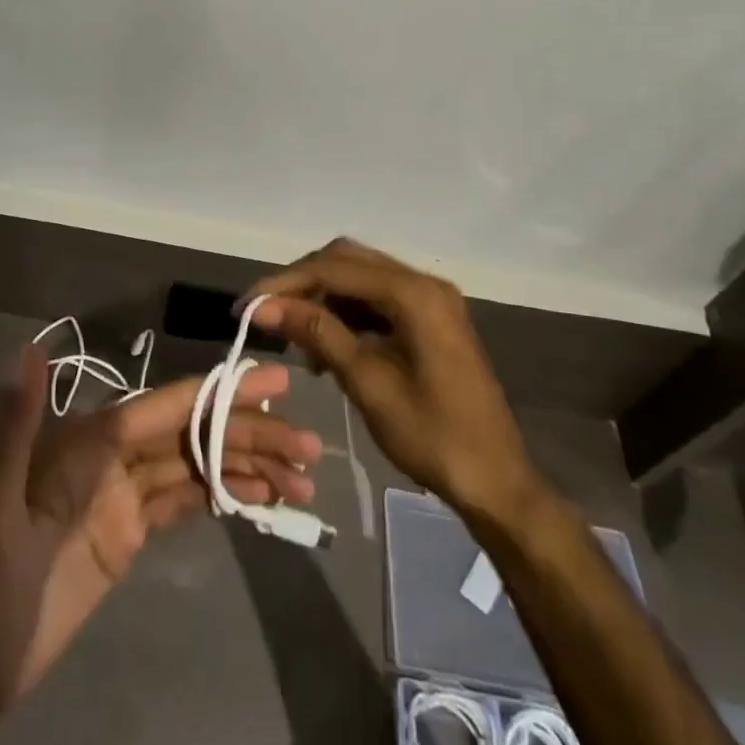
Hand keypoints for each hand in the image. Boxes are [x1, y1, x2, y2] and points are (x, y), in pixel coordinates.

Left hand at [0, 345, 320, 722]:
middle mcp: (110, 458)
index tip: (272, 384)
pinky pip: (186, 502)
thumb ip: (17, 426)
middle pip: (190, 434)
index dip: (218, 394)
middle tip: (308, 445)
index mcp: (86, 443)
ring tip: (302, 477)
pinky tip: (263, 496)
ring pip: (195, 466)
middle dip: (248, 433)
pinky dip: (225, 494)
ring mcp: (123, 496)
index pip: (164, 409)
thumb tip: (34, 348)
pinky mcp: (131, 533)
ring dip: (246, 465)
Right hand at [243, 238, 539, 518]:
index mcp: (414, 294)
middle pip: (347, 261)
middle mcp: (424, 284)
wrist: (497, 482)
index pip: (334, 268)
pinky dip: (346, 314)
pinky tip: (325, 346)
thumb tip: (265, 306)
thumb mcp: (367, 383)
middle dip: (302, 283)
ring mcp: (430, 300)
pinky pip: (377, 300)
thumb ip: (318, 333)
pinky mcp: (430, 319)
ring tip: (293, 337)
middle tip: (266, 314)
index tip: (247, 305)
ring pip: (360, 278)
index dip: (285, 282)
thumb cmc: (433, 436)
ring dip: (322, 299)